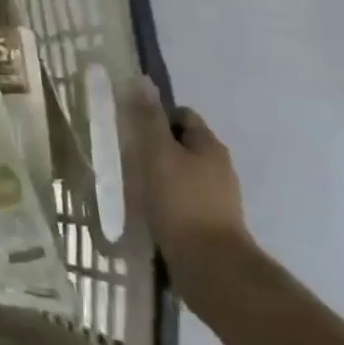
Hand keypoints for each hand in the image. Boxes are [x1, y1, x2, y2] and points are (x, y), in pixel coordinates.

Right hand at [123, 80, 251, 291]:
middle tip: (124, 154)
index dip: (155, 115)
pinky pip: (182, 197)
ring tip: (131, 182)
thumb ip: (147, 118)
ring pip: (181, 171)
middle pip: (182, 143)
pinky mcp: (209, 221)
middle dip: (155, 145)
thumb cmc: (179, 201)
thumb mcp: (156, 153)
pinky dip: (164, 197)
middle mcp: (218, 167)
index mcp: (209, 146)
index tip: (129, 127)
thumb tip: (142, 80)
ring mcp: (217, 197)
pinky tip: (146, 207)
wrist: (209, 264)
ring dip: (158, 173)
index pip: (182, 115)